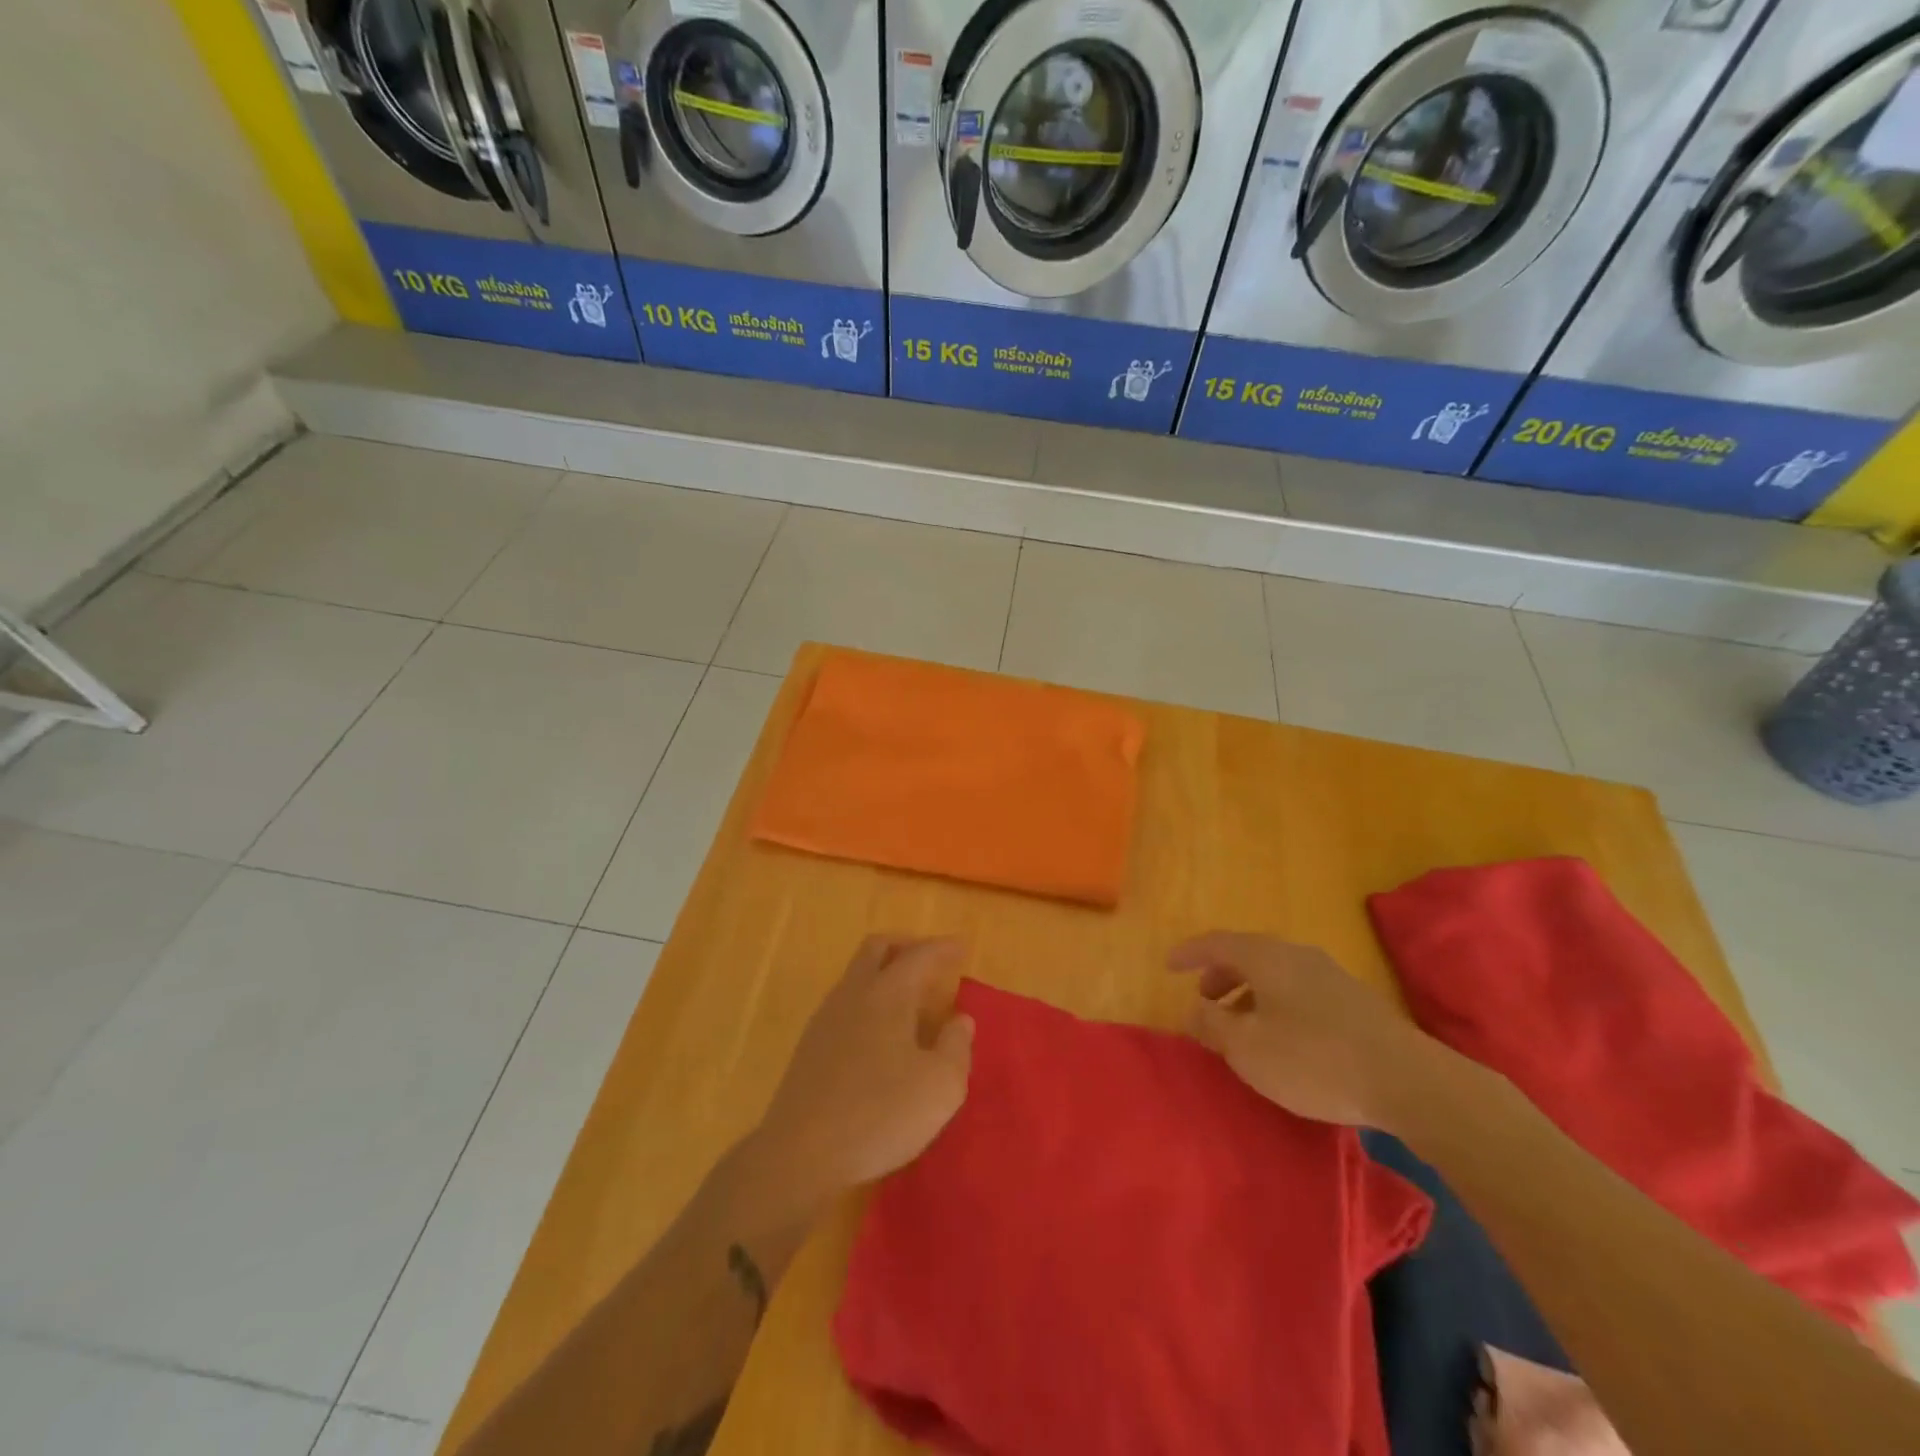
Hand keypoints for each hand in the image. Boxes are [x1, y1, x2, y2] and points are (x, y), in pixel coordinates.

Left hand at [752, 936, 973, 1201]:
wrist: (801, 1154)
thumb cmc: (880, 1114)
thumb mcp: (941, 1086)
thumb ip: (956, 1046)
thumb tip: (960, 1019)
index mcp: (888, 993)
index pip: (919, 955)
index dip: (943, 948)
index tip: (962, 946)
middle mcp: (854, 994)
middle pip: (877, 948)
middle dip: (906, 945)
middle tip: (930, 961)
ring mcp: (826, 1018)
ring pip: (856, 974)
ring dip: (884, 972)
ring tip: (910, 998)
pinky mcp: (809, 1045)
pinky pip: (845, 1002)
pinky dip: (868, 999)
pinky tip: (881, 1032)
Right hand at [1170, 931, 1447, 1129]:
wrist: (1409, 1082)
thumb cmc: (1313, 1059)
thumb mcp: (1248, 1048)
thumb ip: (1213, 1025)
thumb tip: (1194, 1009)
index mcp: (1266, 958)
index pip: (1217, 943)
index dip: (1190, 952)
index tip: (1169, 965)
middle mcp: (1297, 956)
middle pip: (1249, 955)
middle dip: (1221, 975)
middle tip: (1206, 1001)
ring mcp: (1331, 976)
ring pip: (1277, 975)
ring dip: (1251, 994)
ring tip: (1242, 1027)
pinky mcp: (1356, 1003)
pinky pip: (1300, 991)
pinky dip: (1277, 1005)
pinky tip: (1284, 1039)